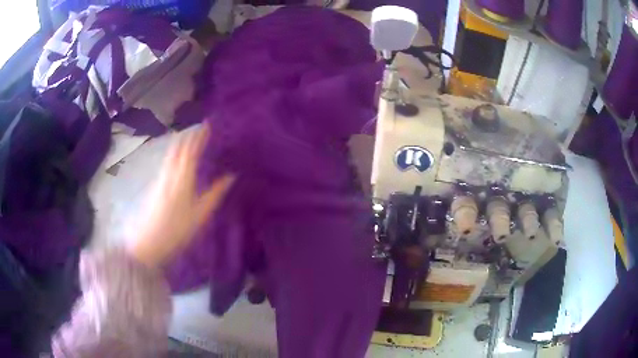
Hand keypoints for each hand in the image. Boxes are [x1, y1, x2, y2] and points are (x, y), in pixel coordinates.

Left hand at [129, 125, 233, 267]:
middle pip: (177, 148)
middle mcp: (169, 173)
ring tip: (189, 139)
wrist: (149, 242)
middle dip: (188, 135)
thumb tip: (230, 176)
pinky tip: (177, 159)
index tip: (207, 124)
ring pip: (170, 154)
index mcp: (183, 178)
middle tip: (199, 129)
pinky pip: (166, 162)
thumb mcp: (200, 215)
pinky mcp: (155, 185)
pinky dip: (174, 154)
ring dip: (180, 143)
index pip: (191, 150)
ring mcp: (160, 178)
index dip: (199, 136)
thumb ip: (215, 193)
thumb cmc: (177, 230)